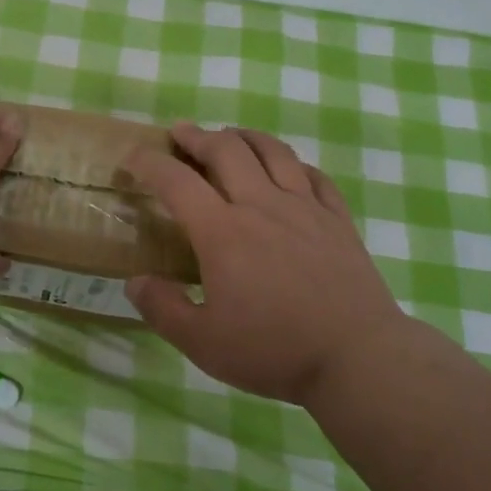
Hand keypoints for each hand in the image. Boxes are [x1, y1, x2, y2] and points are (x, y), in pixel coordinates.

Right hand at [124, 124, 408, 405]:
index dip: (150, 163)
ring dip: (245, 136)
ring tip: (231, 136)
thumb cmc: (275, 351)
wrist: (357, 357)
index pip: (177, 181)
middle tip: (181, 133)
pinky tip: (288, 169)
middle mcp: (261, 206)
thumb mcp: (204, 343)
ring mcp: (304, 208)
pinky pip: (314, 175)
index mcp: (223, 232)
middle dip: (197, 136)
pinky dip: (293, 163)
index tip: (133, 156)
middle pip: (226, 150)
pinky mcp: (337, 219)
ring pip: (272, 152)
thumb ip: (163, 309)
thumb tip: (135, 281)